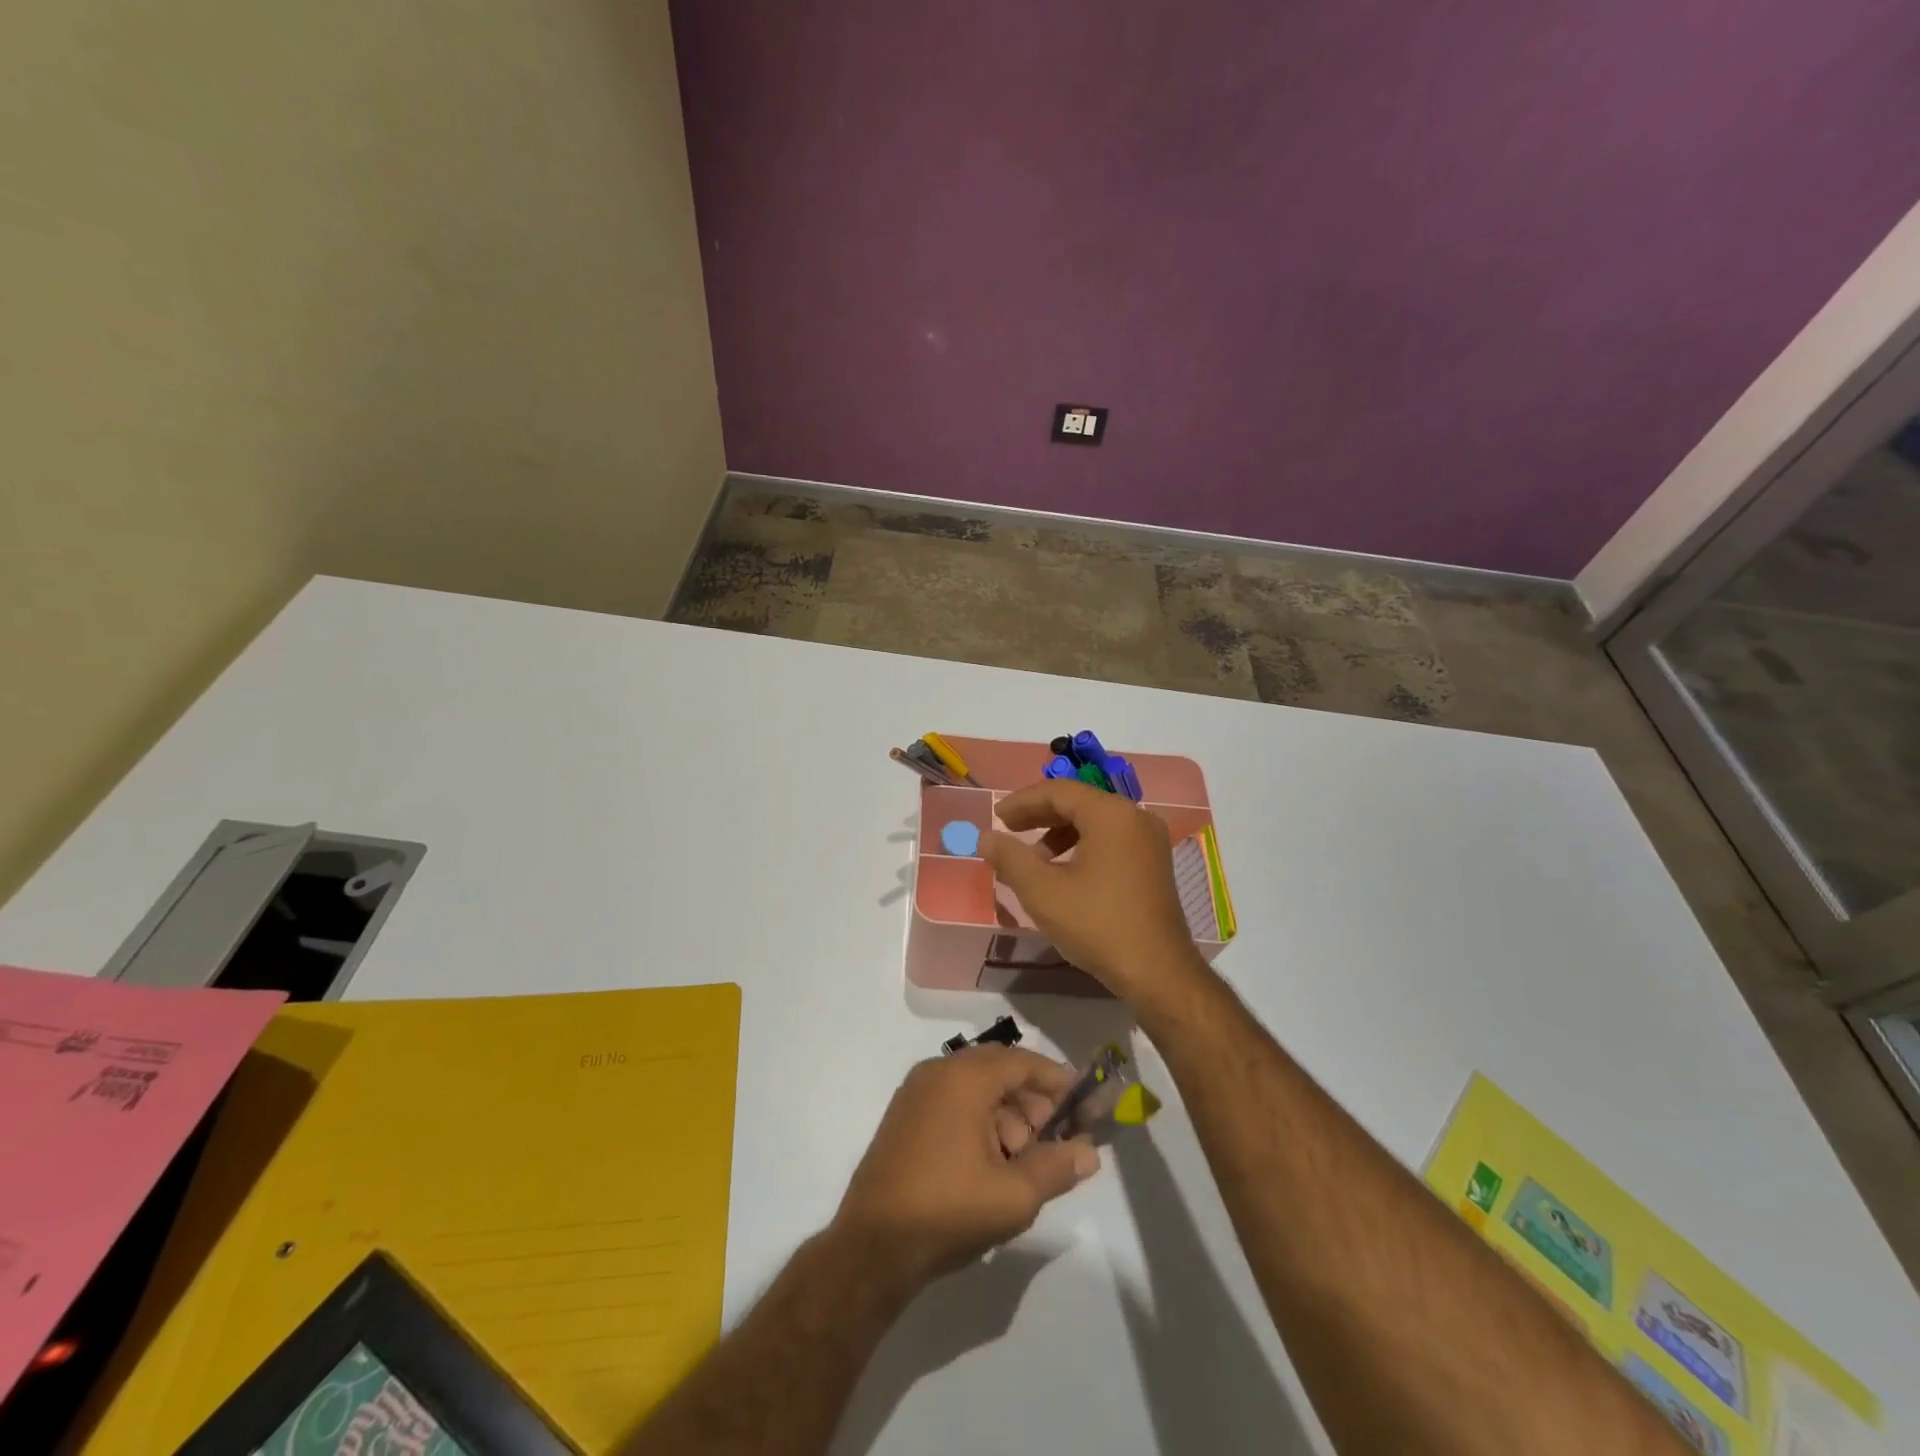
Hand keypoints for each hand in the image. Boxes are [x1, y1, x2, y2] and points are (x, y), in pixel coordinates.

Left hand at [832, 1047, 1098, 1288]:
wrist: (872, 1247)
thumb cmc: (948, 1211)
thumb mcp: (1013, 1196)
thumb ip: (1056, 1168)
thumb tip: (1089, 1153)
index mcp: (963, 1078)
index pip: (1021, 1062)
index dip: (1055, 1078)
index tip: (1083, 1098)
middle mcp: (938, 1072)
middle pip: (998, 1071)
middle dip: (1031, 1101)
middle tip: (1053, 1138)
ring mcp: (916, 1093)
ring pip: (975, 1087)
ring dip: (1006, 1115)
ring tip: (1021, 1162)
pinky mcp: (905, 1116)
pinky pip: (953, 1101)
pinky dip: (979, 1120)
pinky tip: (990, 1163)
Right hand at [983, 778, 1211, 1009]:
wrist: (1158, 972)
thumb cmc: (1098, 924)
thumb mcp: (1043, 891)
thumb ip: (1010, 858)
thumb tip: (986, 837)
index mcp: (1111, 814)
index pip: (1058, 791)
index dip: (1022, 802)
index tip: (996, 818)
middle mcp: (1135, 817)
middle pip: (1078, 803)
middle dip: (1039, 816)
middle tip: (1008, 831)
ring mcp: (1149, 841)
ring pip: (1094, 823)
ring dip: (1058, 834)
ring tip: (1033, 860)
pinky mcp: (1154, 864)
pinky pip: (1111, 841)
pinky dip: (1081, 848)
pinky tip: (1063, 874)